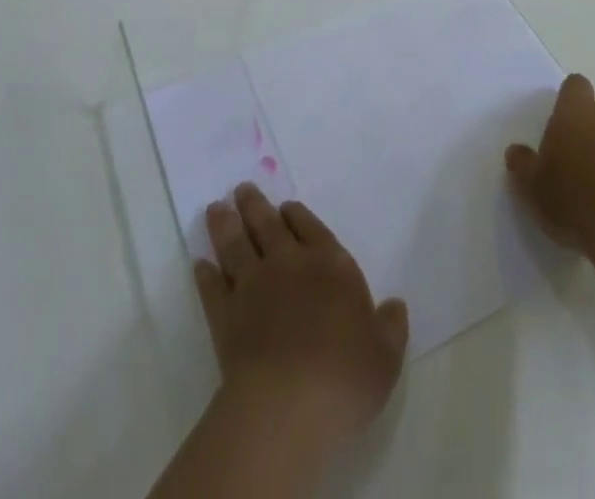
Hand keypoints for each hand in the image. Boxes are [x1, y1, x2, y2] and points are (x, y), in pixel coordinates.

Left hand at [195, 185, 408, 453]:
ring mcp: (253, 287)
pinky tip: (199, 264)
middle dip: (254, 205)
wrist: (288, 405)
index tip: (285, 206)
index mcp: (330, 265)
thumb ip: (391, 327)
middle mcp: (289, 264)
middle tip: (241, 189)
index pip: (310, 227)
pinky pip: (213, 288)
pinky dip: (205, 275)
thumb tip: (395, 305)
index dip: (296, 214)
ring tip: (216, 209)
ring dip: (225, 225)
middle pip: (268, 225)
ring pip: (236, 245)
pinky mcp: (225, 317)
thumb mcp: (385, 356)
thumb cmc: (345, 377)